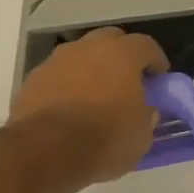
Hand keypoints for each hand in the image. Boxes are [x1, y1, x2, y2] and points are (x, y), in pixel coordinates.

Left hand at [9, 28, 169, 185]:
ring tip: (96, 96)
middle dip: (122, 56)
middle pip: (110, 40)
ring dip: (91, 69)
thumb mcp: (141, 136)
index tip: (160, 78)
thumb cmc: (105, 139)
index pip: (146, 45)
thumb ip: (146, 117)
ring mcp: (56, 61)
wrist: (45, 152)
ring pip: (80, 56)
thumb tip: (144, 111)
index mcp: (121, 55)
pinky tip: (70, 108)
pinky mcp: (33, 80)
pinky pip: (58, 75)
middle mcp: (87, 48)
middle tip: (128, 81)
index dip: (156, 61)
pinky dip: (67, 85)